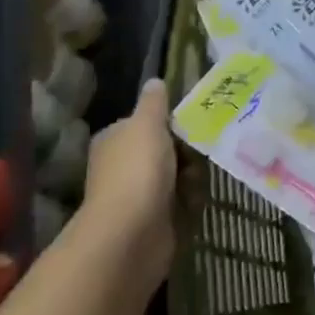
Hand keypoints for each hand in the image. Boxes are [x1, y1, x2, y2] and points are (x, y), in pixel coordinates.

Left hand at [79, 79, 177, 289]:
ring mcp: (137, 195)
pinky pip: (180, 202)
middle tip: (201, 149)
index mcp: (114, 140)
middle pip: (164, 149)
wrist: (131, 234)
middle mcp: (122, 166)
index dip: (168, 122)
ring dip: (191, 176)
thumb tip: (155, 81)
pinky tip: (196, 200)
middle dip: (186, 150)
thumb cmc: (137, 170)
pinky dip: (190, 200)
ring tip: (198, 178)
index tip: (191, 122)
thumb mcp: (147, 123)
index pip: (145, 122)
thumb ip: (154, 102)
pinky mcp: (154, 220)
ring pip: (176, 175)